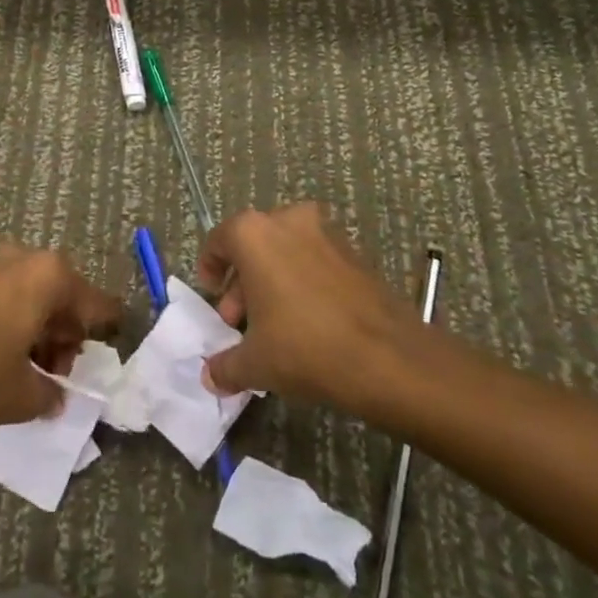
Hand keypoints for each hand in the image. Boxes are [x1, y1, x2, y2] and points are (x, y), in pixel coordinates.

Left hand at [0, 245, 122, 426]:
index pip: (98, 304)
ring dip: (40, 331)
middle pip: (65, 299)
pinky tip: (3, 355)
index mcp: (52, 277)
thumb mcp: (24, 395)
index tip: (113, 344)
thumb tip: (56, 396)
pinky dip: (16, 321)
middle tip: (55, 375)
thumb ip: (52, 394)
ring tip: (28, 371)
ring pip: (36, 297)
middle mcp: (29, 259)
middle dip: (65, 338)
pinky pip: (10, 295)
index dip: (108, 329)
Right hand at [196, 202, 420, 414]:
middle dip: (242, 283)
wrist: (388, 357)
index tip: (212, 292)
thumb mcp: (255, 363)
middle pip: (253, 246)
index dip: (211, 267)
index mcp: (253, 233)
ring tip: (272, 327)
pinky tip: (306, 322)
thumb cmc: (305, 347)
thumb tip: (210, 376)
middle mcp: (287, 220)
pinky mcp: (353, 252)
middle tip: (238, 320)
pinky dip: (302, 282)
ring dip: (272, 282)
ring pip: (285, 252)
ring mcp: (325, 233)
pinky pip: (314, 261)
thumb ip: (225, 366)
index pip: (219, 239)